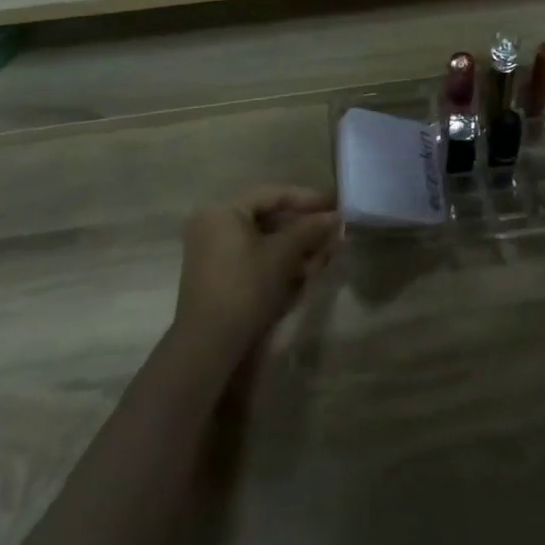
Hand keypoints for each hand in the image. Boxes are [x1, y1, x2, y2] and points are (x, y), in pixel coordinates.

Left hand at [174, 186, 339, 363]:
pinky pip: (256, 260)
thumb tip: (337, 216)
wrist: (208, 348)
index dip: (307, 199)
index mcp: (223, 212)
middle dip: (305, 228)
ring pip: (265, 241)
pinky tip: (307, 270)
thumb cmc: (245, 288)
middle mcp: (215, 226)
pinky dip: (281, 263)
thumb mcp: (282, 255)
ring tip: (327, 253)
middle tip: (334, 233)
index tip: (335, 205)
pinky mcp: (221, 278)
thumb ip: (310, 230)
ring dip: (297, 247)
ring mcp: (215, 254)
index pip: (273, 195)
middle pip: (269, 218)